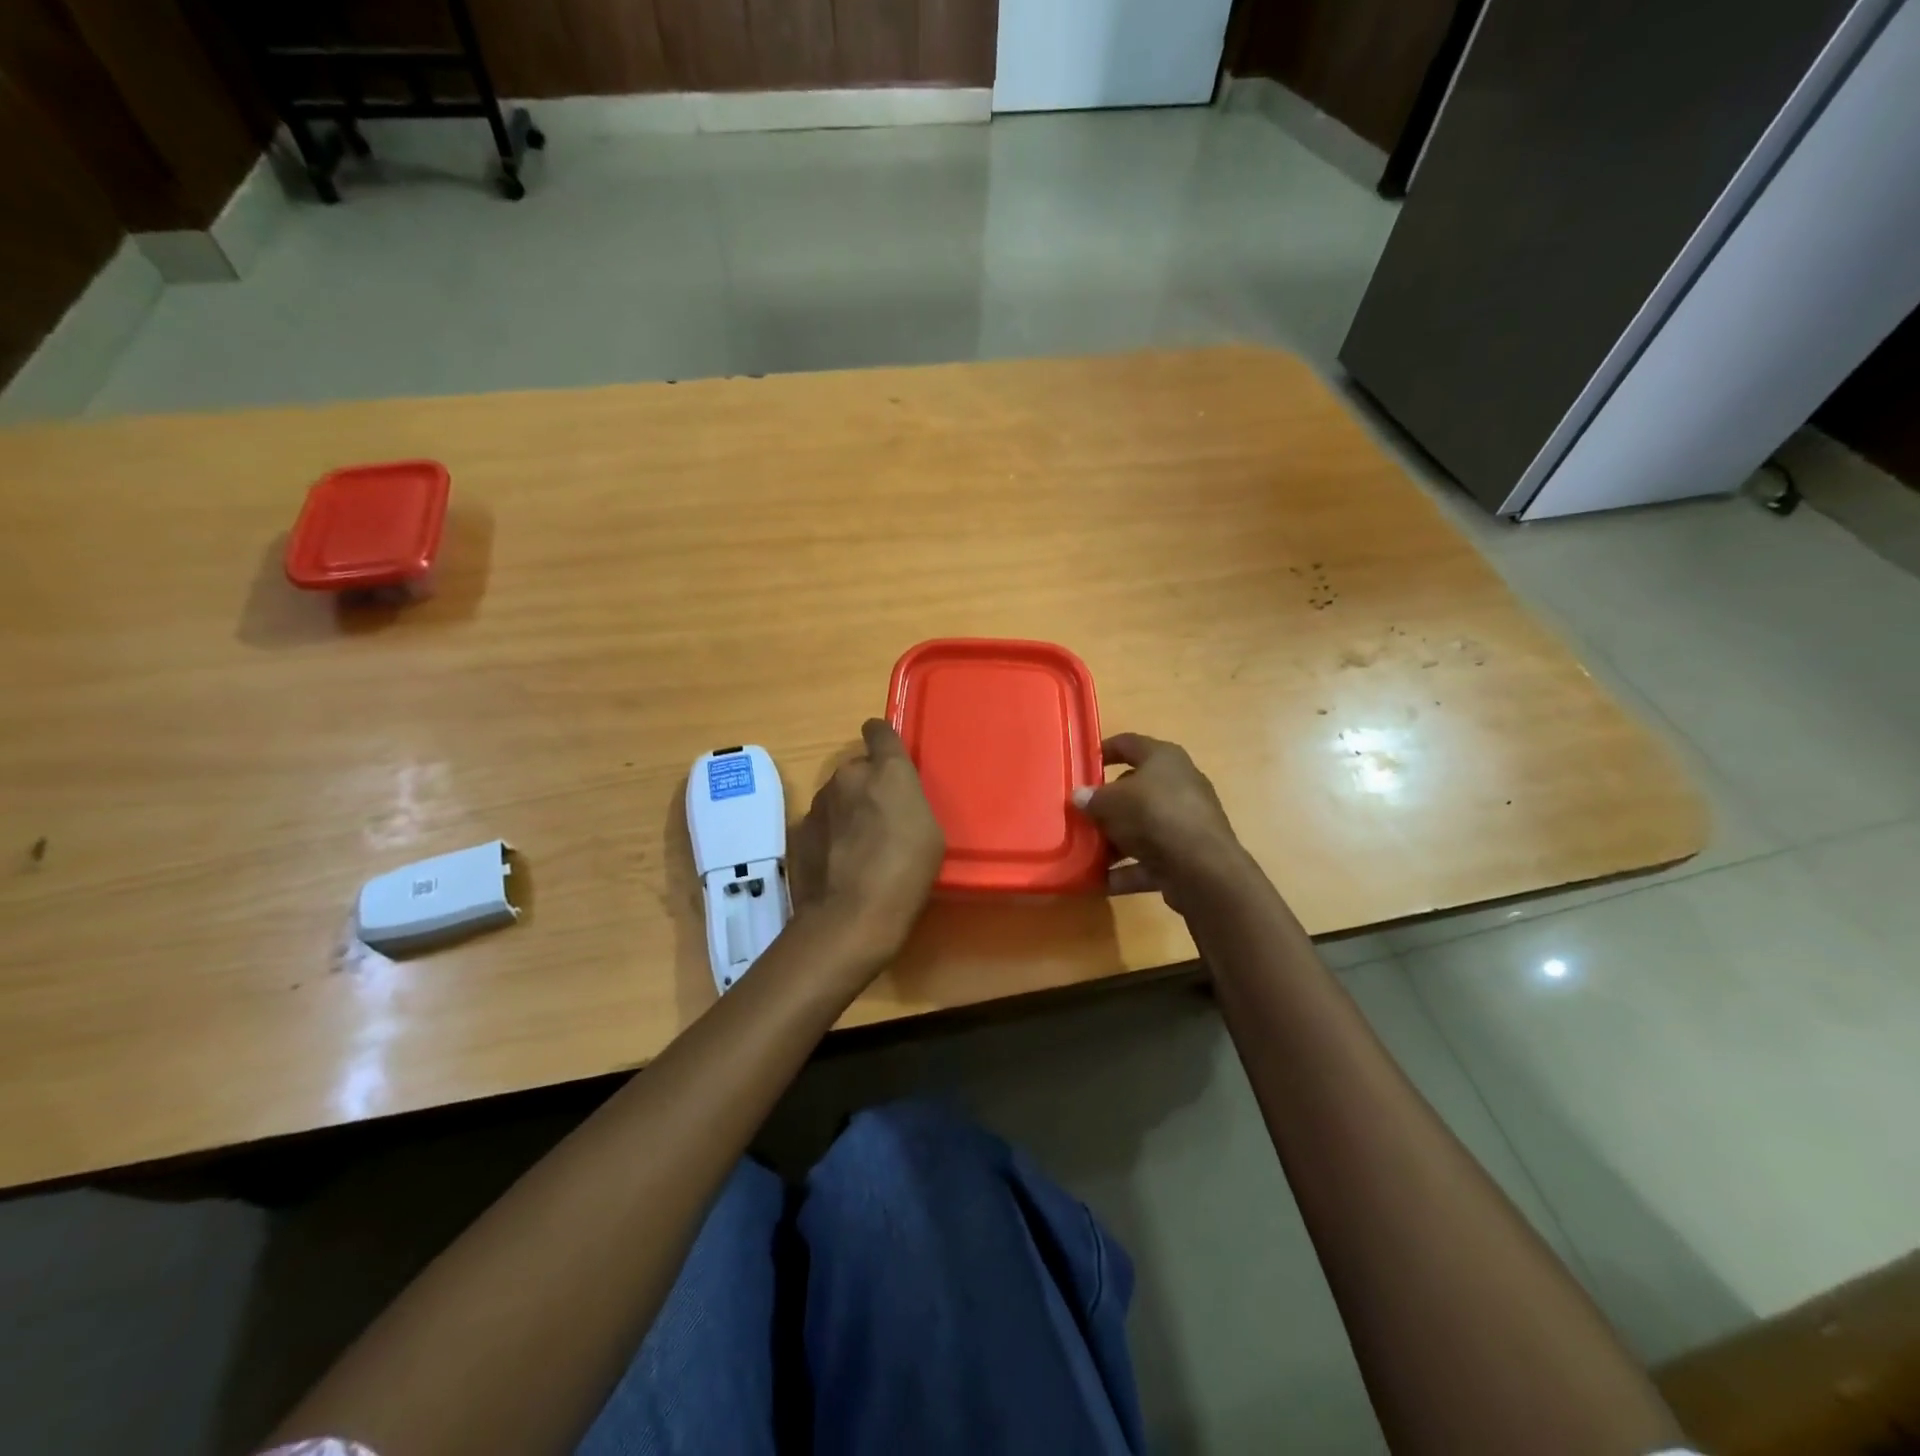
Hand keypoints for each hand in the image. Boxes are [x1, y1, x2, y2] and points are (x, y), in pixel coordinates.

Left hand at [789, 719, 944, 967]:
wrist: (851, 917)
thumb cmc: (906, 871)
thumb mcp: (930, 832)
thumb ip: (908, 801)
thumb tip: (891, 798)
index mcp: (886, 770)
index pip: (879, 730)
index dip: (882, 738)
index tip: (886, 753)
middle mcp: (848, 776)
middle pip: (857, 769)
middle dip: (867, 786)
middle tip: (881, 818)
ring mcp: (817, 803)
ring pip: (836, 797)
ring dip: (846, 811)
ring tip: (858, 848)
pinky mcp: (798, 831)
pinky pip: (819, 824)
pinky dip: (828, 836)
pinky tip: (838, 865)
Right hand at [1072, 734, 1251, 911]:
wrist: (1202, 868)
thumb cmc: (1154, 815)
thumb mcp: (1112, 801)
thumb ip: (1092, 798)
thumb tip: (1079, 796)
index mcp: (1164, 759)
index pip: (1129, 744)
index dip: (1104, 750)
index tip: (1081, 763)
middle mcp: (1178, 785)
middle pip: (1134, 789)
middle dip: (1106, 804)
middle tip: (1080, 814)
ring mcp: (1184, 822)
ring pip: (1141, 827)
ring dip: (1114, 840)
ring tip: (1083, 852)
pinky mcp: (1186, 856)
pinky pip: (1148, 860)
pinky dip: (1125, 870)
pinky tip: (1098, 881)